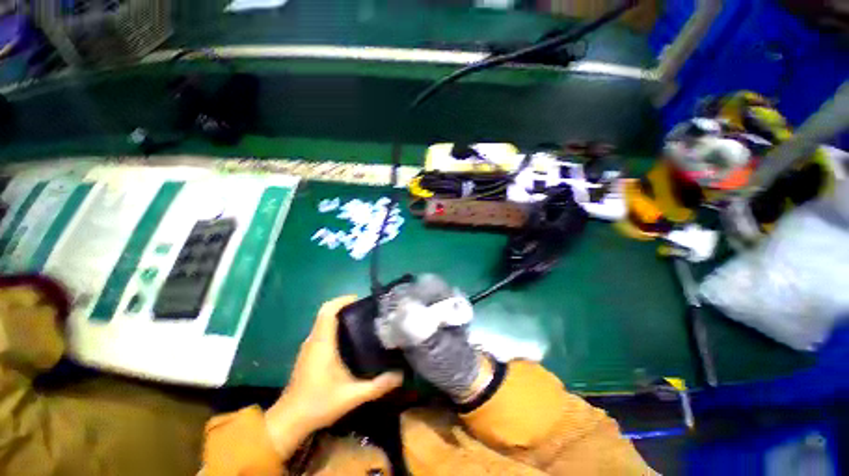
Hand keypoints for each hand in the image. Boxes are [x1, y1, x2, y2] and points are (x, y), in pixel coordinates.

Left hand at [265, 296, 402, 458]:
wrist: (289, 421)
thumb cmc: (319, 404)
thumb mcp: (352, 396)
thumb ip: (377, 386)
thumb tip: (400, 375)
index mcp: (322, 343)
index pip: (328, 311)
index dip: (342, 300)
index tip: (360, 299)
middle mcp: (314, 340)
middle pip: (326, 313)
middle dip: (345, 307)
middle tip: (366, 311)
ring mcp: (309, 347)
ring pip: (323, 322)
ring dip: (340, 317)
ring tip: (361, 321)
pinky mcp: (308, 354)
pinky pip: (322, 331)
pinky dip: (334, 327)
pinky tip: (349, 339)